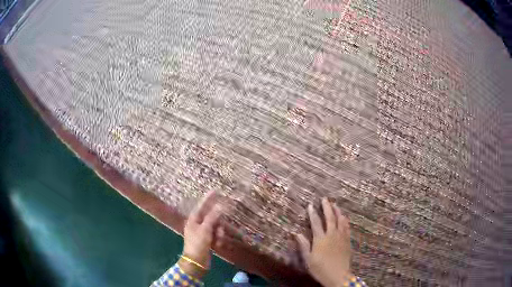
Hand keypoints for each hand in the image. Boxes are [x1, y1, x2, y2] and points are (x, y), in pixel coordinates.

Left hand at [180, 191, 224, 278]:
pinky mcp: (207, 240)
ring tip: (217, 241)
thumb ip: (212, 217)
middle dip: (217, 224)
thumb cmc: (198, 244)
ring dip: (219, 234)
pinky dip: (218, 240)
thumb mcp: (205, 230)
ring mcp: (203, 233)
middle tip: (219, 231)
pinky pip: (216, 235)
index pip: (202, 206)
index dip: (209, 198)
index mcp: (193, 220)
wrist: (196, 262)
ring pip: (216, 227)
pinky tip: (217, 246)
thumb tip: (220, 205)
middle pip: (211, 218)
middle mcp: (198, 225)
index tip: (216, 190)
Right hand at [296, 198, 352, 286]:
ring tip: (335, 204)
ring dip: (337, 211)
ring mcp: (341, 237)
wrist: (338, 275)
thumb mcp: (308, 259)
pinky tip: (344, 217)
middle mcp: (331, 235)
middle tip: (324, 199)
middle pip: (330, 218)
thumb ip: (303, 245)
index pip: (316, 223)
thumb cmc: (320, 268)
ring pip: (340, 220)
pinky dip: (345, 220)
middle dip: (327, 207)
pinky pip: (347, 227)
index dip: (312, 213)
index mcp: (320, 239)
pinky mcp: (347, 240)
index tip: (310, 205)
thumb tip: (296, 233)